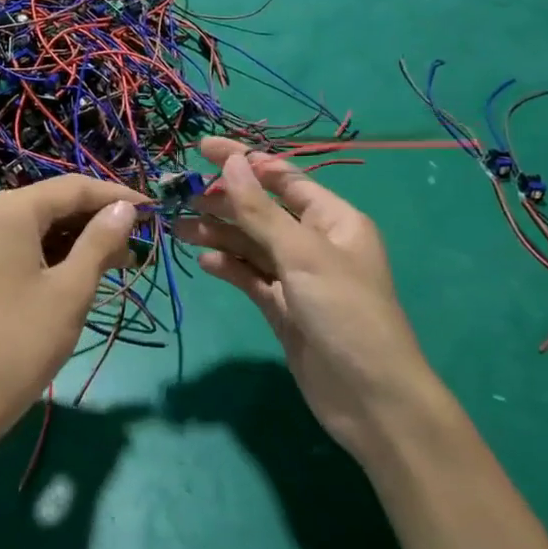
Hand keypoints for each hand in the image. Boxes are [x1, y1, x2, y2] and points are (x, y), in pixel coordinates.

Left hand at [0, 175, 139, 455]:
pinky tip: (78, 273)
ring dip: (76, 239)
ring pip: (36, 226)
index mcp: (9, 211)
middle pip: (52, 204)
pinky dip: (50, 254)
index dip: (116, 197)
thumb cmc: (19, 344)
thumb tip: (124, 209)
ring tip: (117, 264)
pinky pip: (18, 245)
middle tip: (137, 246)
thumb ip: (100, 242)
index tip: (154, 211)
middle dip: (96, 220)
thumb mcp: (70, 291)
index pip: (73, 188)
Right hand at [176, 137, 437, 463]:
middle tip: (180, 193)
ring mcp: (297, 277)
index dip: (244, 160)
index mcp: (333, 219)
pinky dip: (228, 265)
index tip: (201, 148)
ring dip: (218, 231)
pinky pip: (250, 276)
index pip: (282, 177)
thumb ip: (261, 210)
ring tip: (177, 225)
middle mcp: (315, 242)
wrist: (370, 400)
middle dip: (224, 198)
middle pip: (262, 209)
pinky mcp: (282, 307)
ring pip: (251, 243)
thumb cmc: (346, 314)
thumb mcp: (303, 255)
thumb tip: (232, 162)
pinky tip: (205, 260)